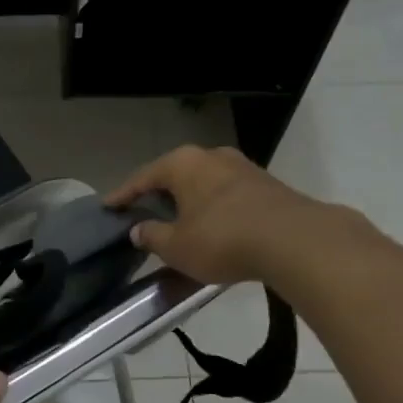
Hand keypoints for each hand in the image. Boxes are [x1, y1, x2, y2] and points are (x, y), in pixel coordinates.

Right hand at [106, 145, 350, 284]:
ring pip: (203, 183)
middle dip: (158, 194)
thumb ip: (152, 236)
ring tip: (177, 220)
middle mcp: (211, 156)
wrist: (293, 239)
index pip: (143, 177)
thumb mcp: (176, 246)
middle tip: (142, 213)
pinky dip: (212, 208)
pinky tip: (210, 225)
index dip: (123, 195)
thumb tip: (138, 229)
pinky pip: (226, 194)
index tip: (108, 206)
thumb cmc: (222, 239)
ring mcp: (242, 167)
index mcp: (183, 164)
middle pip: (175, 175)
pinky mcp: (266, 184)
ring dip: (188, 201)